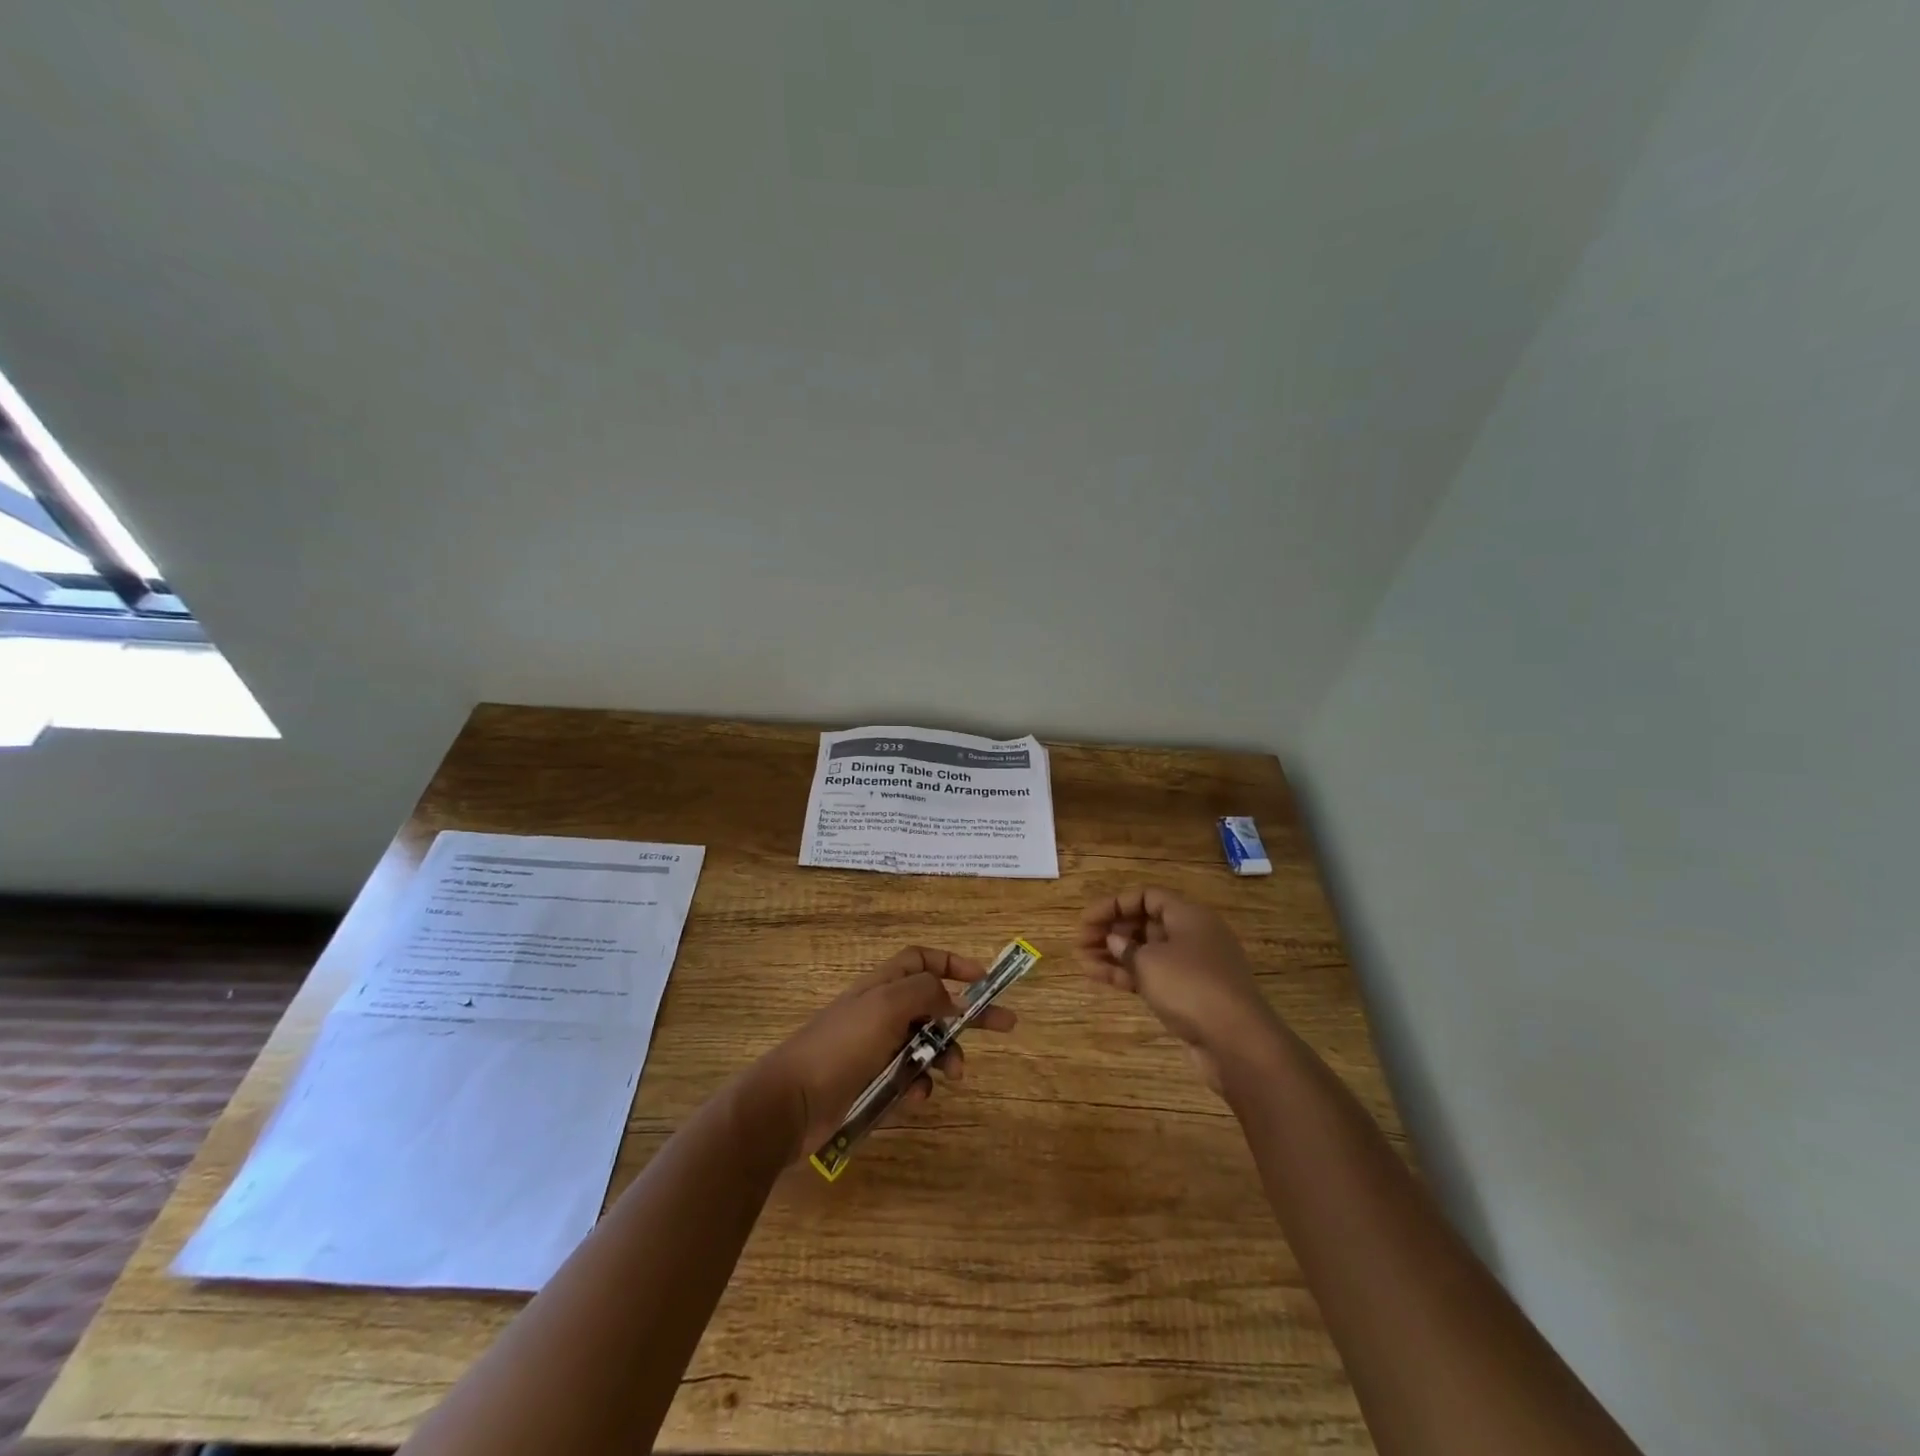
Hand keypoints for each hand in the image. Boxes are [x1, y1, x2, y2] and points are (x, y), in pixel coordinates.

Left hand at [756, 946, 1017, 1158]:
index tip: (984, 980)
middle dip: (969, 1015)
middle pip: (935, 1005)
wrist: (791, 1103)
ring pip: (926, 1048)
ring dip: (945, 1058)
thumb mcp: (887, 1005)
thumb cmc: (841, 1045)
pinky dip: (917, 1088)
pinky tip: (912, 1097)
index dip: (953, 964)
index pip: (922, 960)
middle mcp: (882, 1012)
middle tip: (1007, 1025)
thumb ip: (925, 992)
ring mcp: (876, 1050)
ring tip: (954, 1074)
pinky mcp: (872, 1085)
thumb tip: (950, 999)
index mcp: (883, 985)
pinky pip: (909, 1082)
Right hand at [1078, 887, 1279, 1092]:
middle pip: (1146, 923)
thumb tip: (1115, 940)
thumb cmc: (1190, 986)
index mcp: (1188, 915)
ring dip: (1114, 954)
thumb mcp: (1150, 961)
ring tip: (1082, 961)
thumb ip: (1126, 947)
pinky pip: (1153, 976)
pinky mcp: (1190, 995)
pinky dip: (1127, 975)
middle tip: (1080, 942)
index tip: (1086, 920)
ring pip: (1147, 952)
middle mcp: (1192, 936)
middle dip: (1111, 930)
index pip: (1146, 897)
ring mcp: (1192, 967)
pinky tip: (1099, 977)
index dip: (1114, 905)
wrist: (1237, 1042)